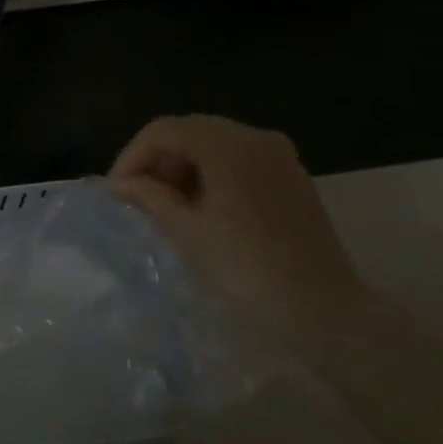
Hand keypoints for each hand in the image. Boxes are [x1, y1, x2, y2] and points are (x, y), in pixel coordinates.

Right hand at [108, 115, 372, 348]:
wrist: (326, 312)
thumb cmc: (247, 267)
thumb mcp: (187, 230)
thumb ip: (149, 197)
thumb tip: (121, 184)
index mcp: (227, 144)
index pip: (164, 131)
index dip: (132, 156)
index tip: (116, 190)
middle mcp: (255, 137)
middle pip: (189, 131)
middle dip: (157, 159)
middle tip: (136, 195)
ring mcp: (279, 156)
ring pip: (214, 144)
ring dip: (183, 165)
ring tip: (165, 202)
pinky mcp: (292, 178)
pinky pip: (239, 159)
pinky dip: (211, 173)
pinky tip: (201, 204)